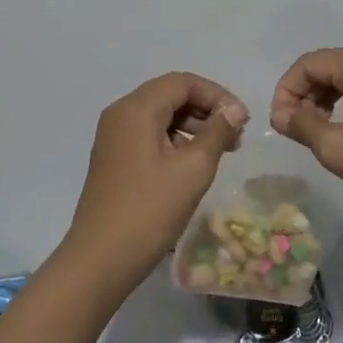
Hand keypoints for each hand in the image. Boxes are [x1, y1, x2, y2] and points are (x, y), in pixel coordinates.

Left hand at [64, 72, 248, 292]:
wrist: (100, 259)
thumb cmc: (150, 210)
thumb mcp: (193, 169)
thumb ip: (217, 132)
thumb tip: (235, 108)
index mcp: (137, 108)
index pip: (183, 82)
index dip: (216, 95)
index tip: (242, 120)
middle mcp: (121, 113)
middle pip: (170, 95)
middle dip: (205, 110)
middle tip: (235, 137)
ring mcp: (113, 136)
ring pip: (159, 115)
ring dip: (191, 126)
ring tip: (220, 151)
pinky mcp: (113, 158)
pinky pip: (148, 134)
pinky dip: (174, 140)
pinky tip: (191, 164)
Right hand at [269, 49, 342, 231]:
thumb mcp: (337, 148)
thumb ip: (302, 125)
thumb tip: (280, 114)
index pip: (311, 62)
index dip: (287, 89)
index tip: (279, 122)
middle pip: (330, 66)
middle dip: (305, 93)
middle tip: (294, 128)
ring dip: (324, 100)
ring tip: (316, 132)